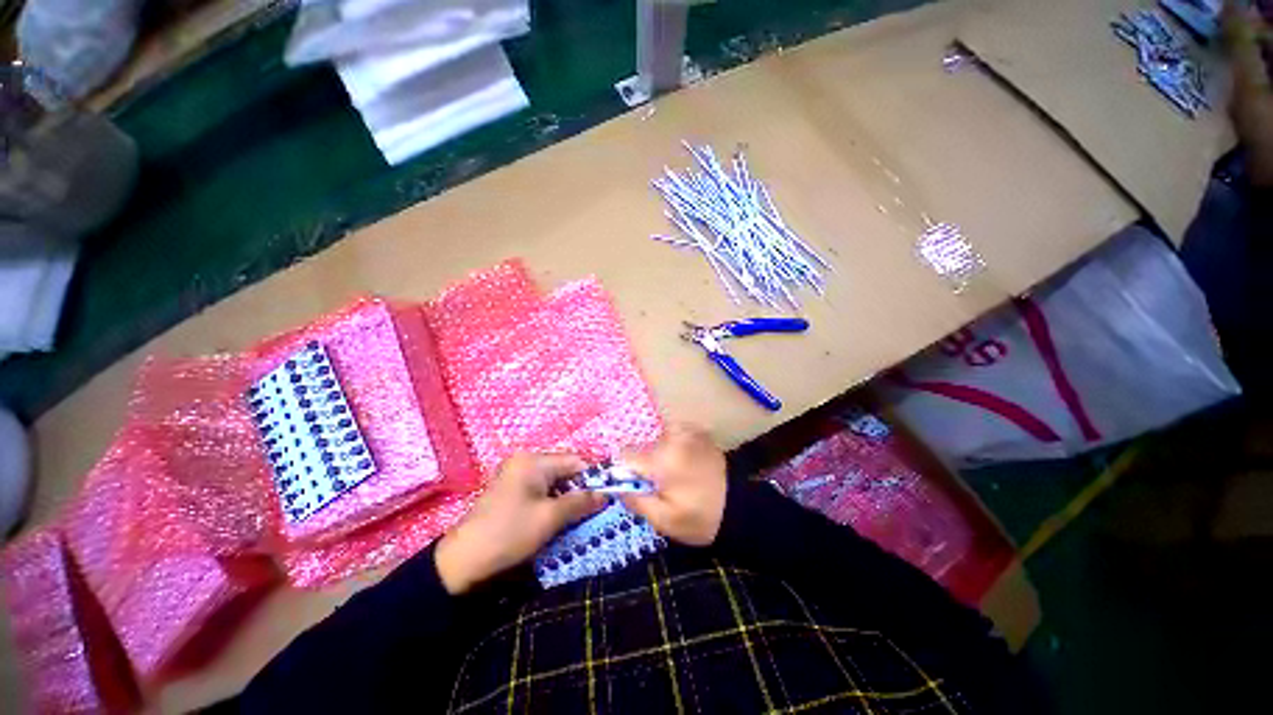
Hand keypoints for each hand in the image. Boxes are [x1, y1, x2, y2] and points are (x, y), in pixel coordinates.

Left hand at [435, 454, 604, 593]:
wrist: (463, 562)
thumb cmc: (509, 533)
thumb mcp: (550, 518)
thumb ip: (580, 502)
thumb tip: (606, 494)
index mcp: (533, 461)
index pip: (574, 460)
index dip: (593, 476)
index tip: (607, 494)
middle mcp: (525, 461)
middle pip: (564, 469)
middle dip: (580, 488)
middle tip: (595, 508)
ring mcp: (516, 475)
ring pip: (554, 481)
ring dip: (568, 497)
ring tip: (580, 515)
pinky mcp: (512, 490)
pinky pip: (541, 490)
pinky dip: (553, 501)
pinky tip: (559, 517)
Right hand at [619, 424, 728, 545]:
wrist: (740, 508)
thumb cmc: (700, 518)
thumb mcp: (663, 520)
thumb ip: (635, 500)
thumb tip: (616, 486)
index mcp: (663, 459)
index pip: (626, 455)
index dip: (626, 471)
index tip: (637, 485)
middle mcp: (673, 437)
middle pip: (643, 447)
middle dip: (645, 465)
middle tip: (661, 485)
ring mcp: (688, 431)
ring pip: (658, 440)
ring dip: (660, 456)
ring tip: (677, 477)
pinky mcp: (698, 431)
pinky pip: (674, 436)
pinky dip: (674, 448)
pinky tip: (686, 466)